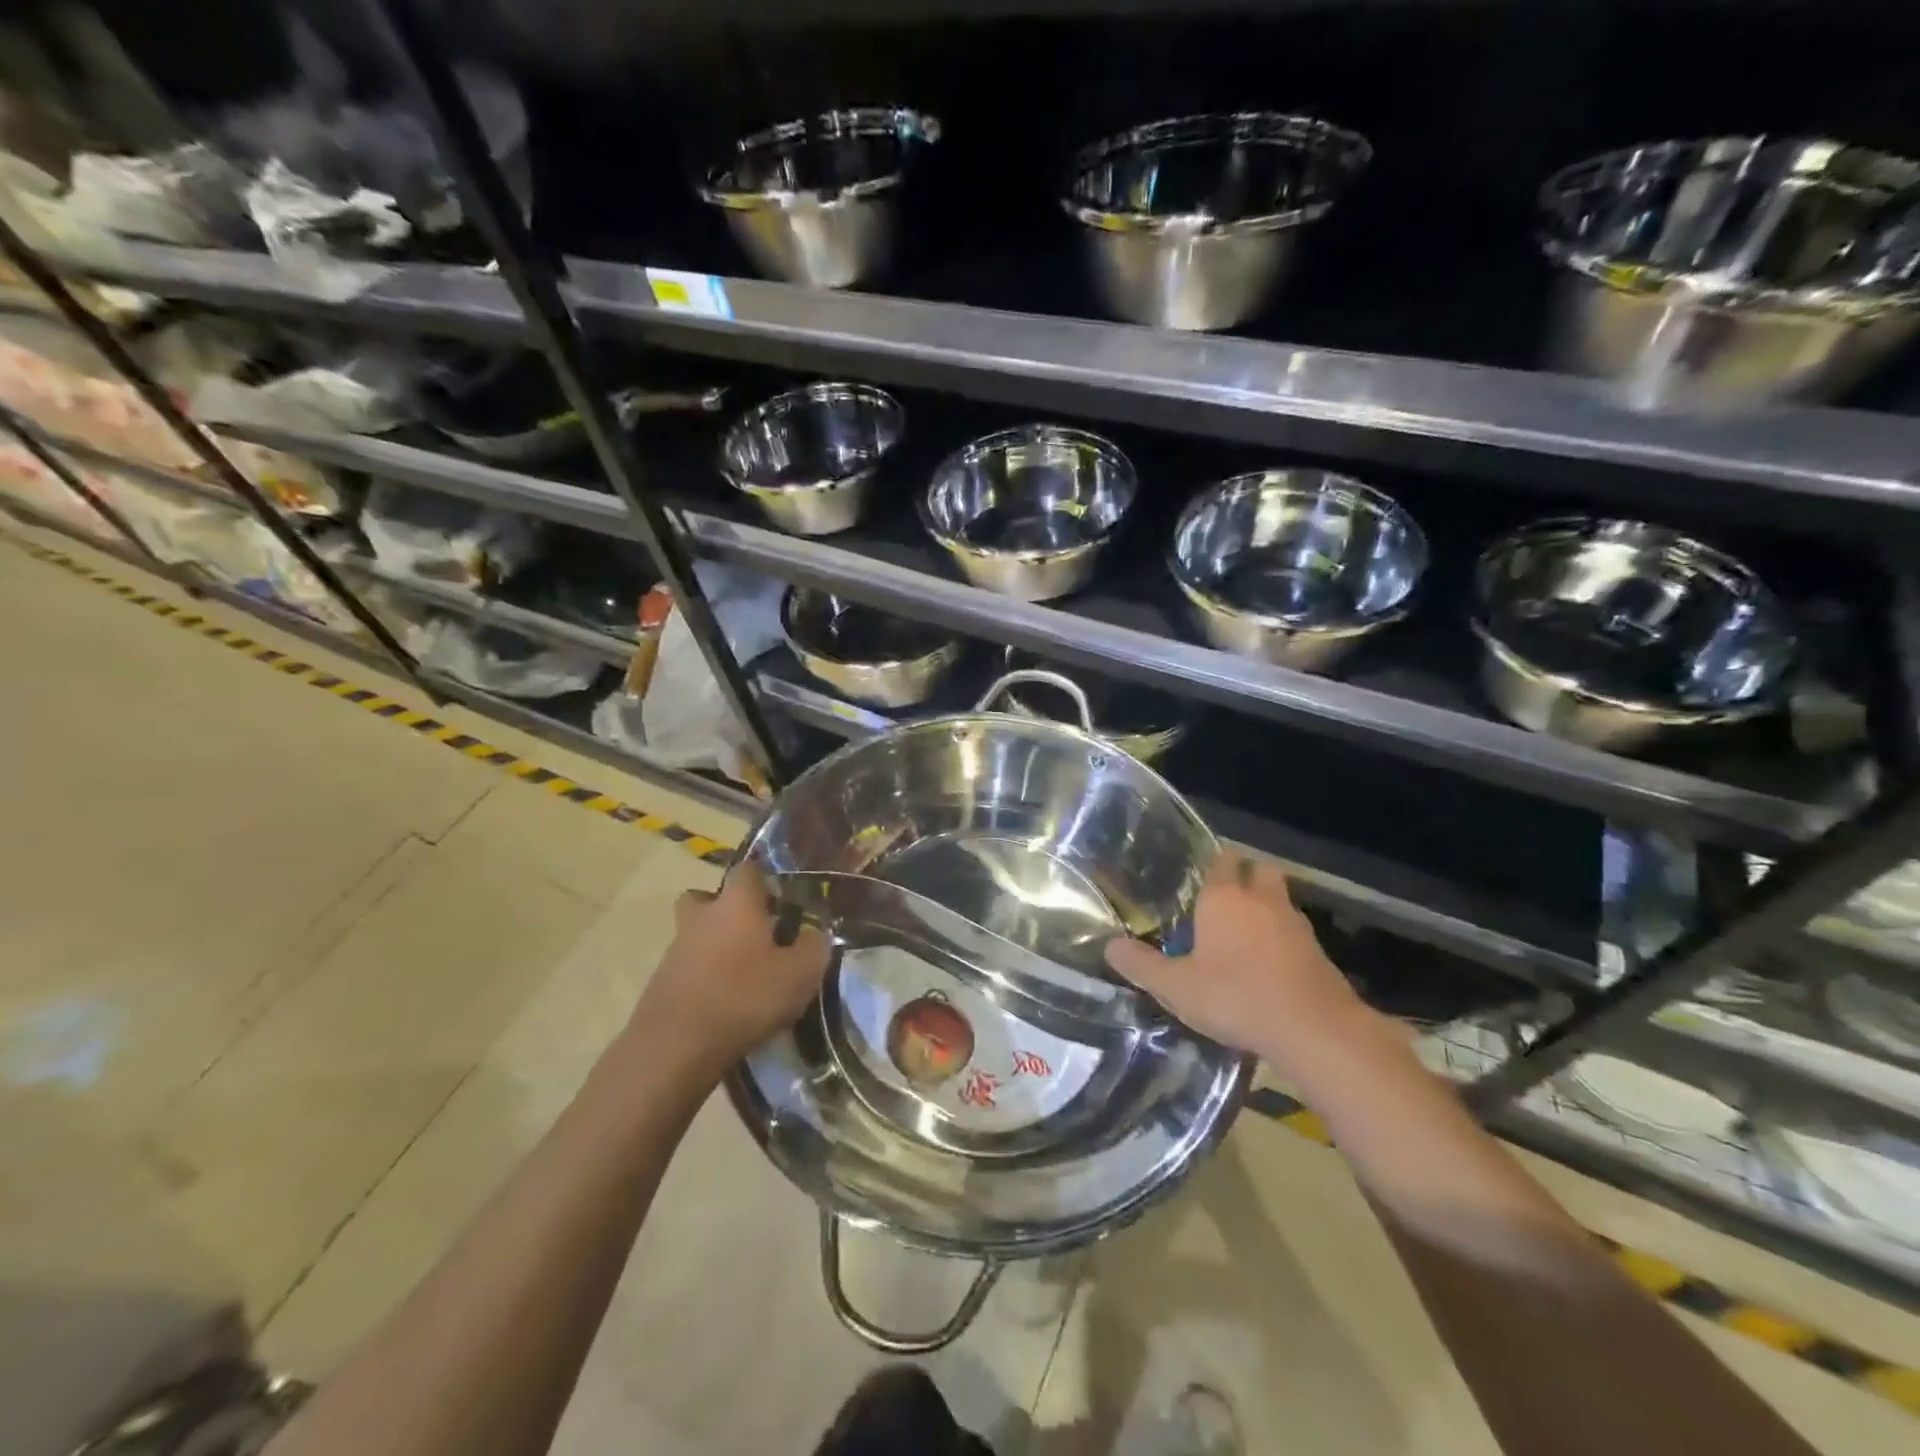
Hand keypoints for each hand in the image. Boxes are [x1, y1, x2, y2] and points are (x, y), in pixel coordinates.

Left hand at [636, 861, 830, 1068]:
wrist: (676, 1046)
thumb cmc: (745, 997)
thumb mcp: (800, 974)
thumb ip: (814, 947)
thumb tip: (814, 934)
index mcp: (736, 904)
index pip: (747, 870)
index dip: (763, 879)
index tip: (779, 899)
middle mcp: (701, 917)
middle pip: (705, 898)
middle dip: (724, 909)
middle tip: (750, 933)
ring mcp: (675, 950)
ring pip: (695, 935)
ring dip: (713, 947)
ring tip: (742, 978)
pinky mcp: (660, 984)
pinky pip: (686, 969)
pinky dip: (703, 979)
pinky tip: (722, 1005)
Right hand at [1105, 850, 1369, 1064]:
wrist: (1314, 1030)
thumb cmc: (1236, 997)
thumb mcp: (1177, 987)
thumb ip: (1141, 965)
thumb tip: (1110, 946)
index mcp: (1224, 898)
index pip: (1222, 860)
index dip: (1213, 864)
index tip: (1199, 876)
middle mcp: (1262, 900)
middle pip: (1259, 871)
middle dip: (1246, 877)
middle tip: (1224, 899)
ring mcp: (1295, 924)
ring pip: (1280, 901)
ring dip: (1266, 909)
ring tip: (1244, 934)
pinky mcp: (1319, 952)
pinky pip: (1295, 933)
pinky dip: (1283, 940)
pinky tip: (1269, 965)